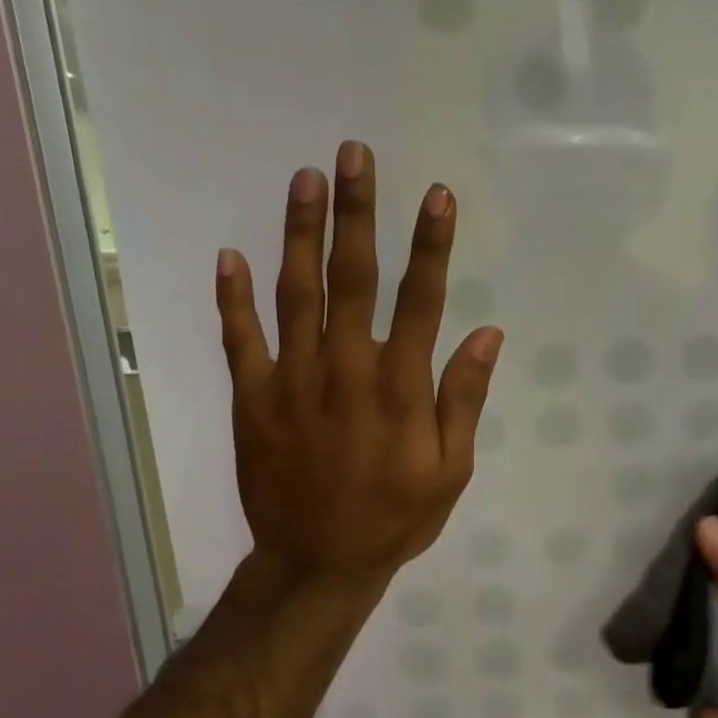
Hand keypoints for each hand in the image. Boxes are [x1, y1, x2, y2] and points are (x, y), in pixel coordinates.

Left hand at [213, 140, 501, 598]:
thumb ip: (463, 399)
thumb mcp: (451, 470)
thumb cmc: (396, 516)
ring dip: (300, 233)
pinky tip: (230, 254)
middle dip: (357, 213)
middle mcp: (346, 370)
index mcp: (399, 388)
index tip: (436, 195)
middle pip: (352, 279)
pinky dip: (232, 298)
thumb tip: (487, 334)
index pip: (420, 301)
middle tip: (354, 155)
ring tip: (305, 178)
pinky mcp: (253, 399)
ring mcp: (293, 382)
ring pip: (295, 294)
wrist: (318, 562)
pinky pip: (240, 340)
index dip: (430, 246)